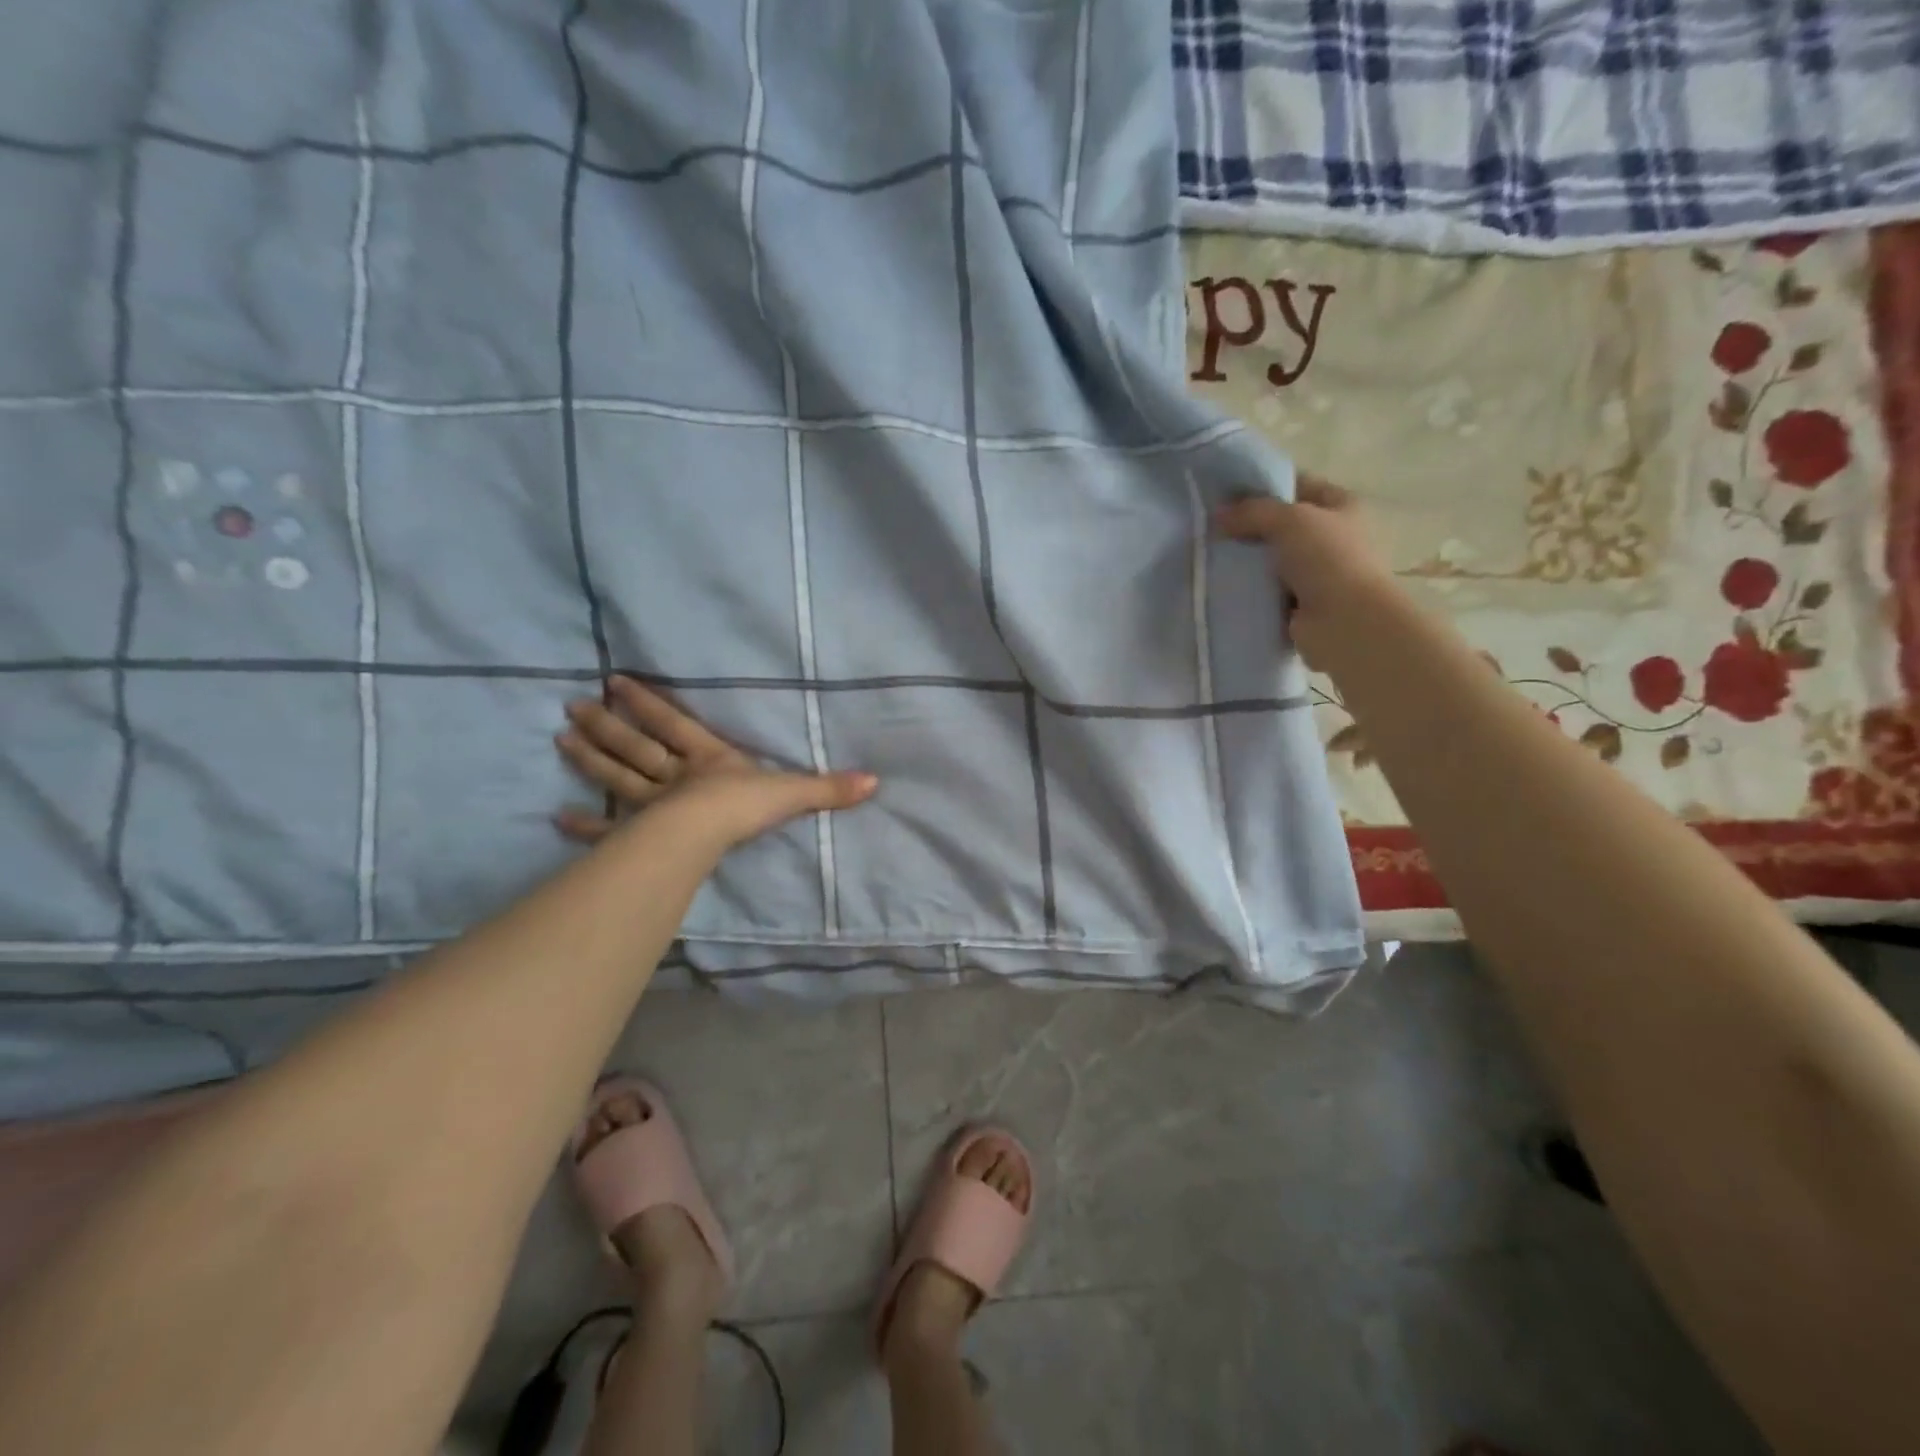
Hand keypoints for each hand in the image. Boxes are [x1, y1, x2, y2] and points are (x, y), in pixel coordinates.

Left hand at [554, 677, 876, 850]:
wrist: (707, 833)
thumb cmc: (745, 806)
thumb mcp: (793, 792)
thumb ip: (828, 788)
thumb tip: (875, 781)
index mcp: (708, 759)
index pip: (675, 724)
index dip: (648, 703)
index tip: (615, 680)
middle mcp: (675, 776)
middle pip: (636, 747)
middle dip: (607, 726)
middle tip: (571, 705)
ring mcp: (652, 806)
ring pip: (618, 777)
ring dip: (590, 760)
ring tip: (560, 740)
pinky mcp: (639, 836)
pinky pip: (609, 830)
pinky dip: (584, 826)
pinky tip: (557, 819)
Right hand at [1214, 475, 1398, 665]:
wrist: (1344, 622)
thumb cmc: (1327, 559)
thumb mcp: (1290, 520)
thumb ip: (1252, 511)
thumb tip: (1218, 515)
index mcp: (1340, 507)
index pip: (1298, 485)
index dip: (1264, 486)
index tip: (1226, 494)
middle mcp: (1331, 537)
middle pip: (1281, 525)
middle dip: (1248, 527)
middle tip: (1211, 528)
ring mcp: (1315, 573)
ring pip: (1270, 560)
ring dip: (1245, 562)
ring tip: (1209, 557)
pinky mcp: (1298, 605)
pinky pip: (1265, 592)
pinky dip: (1247, 591)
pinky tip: (1220, 586)